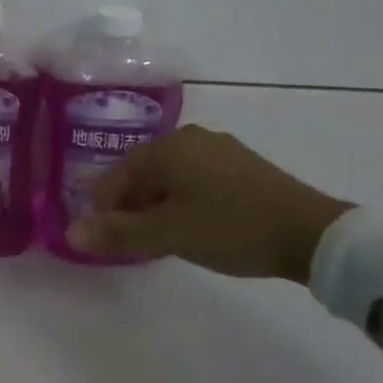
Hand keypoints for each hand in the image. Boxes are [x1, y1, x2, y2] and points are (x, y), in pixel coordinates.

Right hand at [65, 125, 352, 283]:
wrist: (311, 233)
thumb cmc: (230, 227)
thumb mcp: (168, 234)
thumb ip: (118, 233)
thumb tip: (71, 234)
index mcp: (167, 147)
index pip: (116, 176)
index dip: (103, 209)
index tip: (105, 240)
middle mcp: (191, 138)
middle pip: (143, 174)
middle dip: (131, 207)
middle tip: (133, 243)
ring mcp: (220, 150)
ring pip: (171, 178)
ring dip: (158, 207)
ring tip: (162, 239)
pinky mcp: (243, 167)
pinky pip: (196, 181)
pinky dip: (184, 202)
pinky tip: (195, 227)